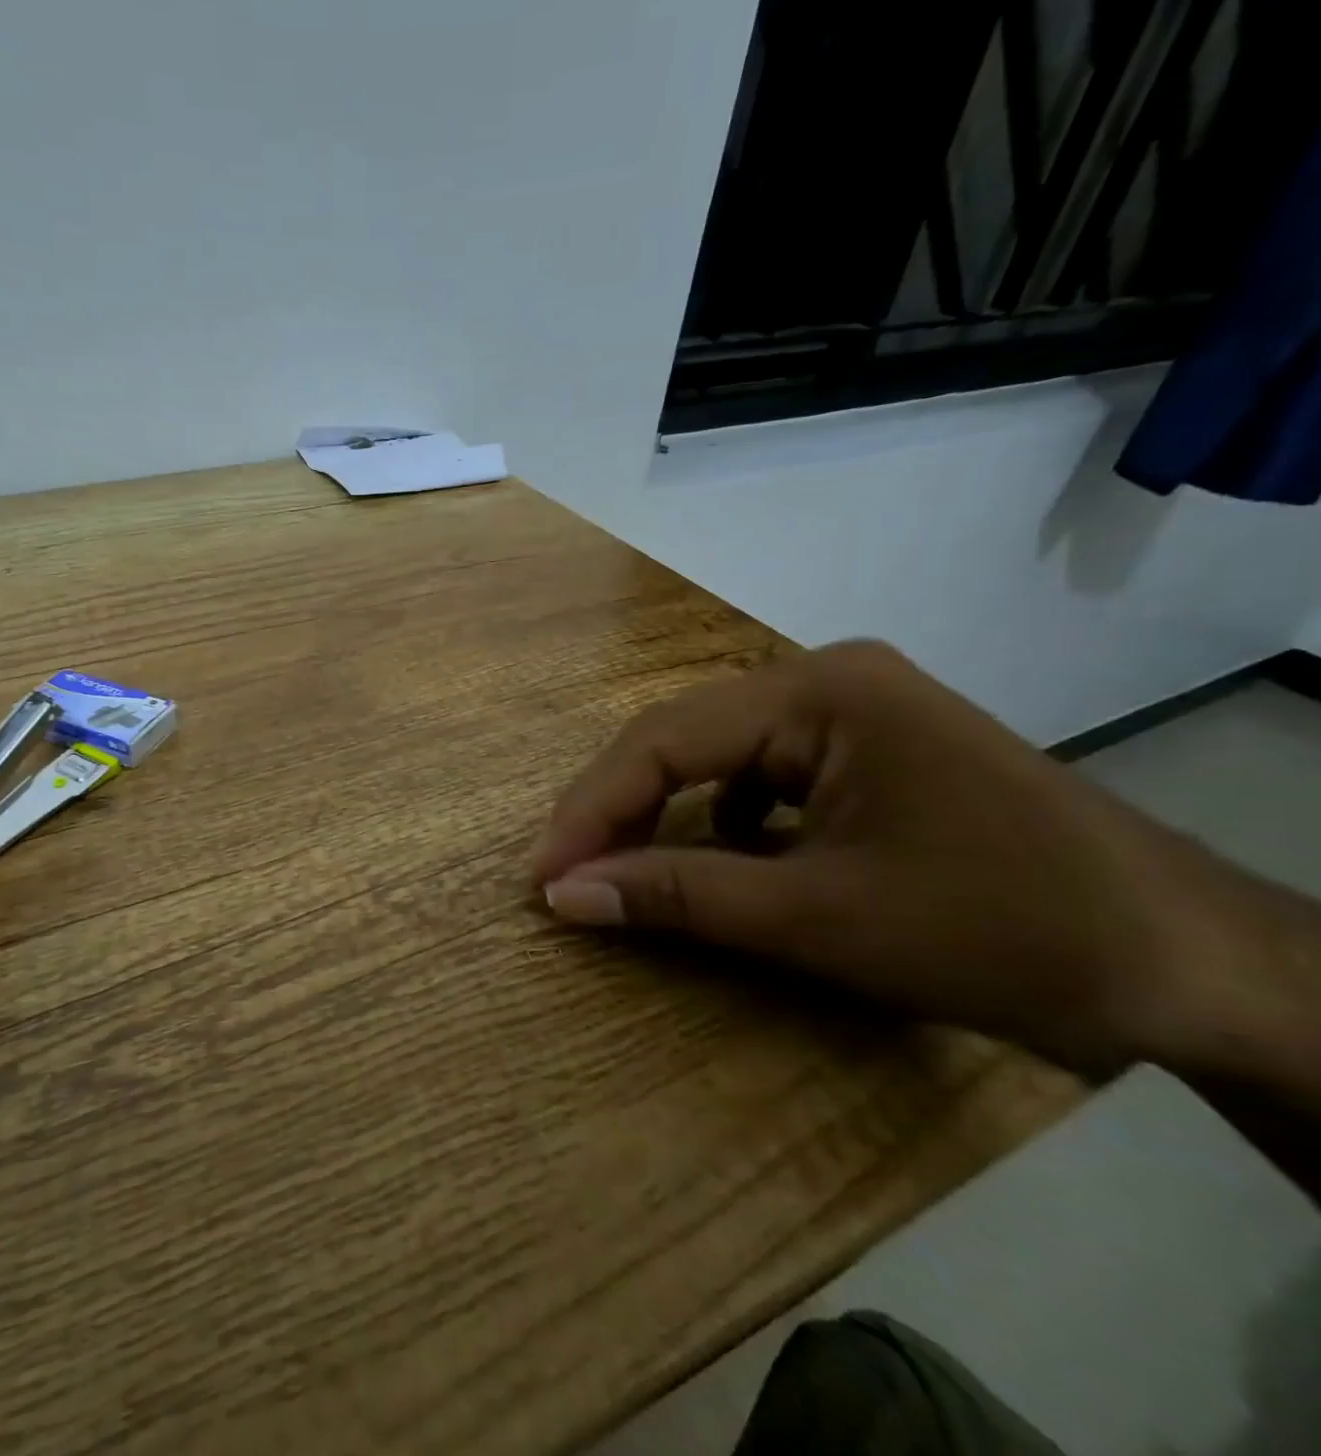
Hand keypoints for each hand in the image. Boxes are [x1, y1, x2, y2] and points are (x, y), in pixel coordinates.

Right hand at [531, 641, 1320, 1080]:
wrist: (1199, 971)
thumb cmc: (1006, 934)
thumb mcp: (821, 920)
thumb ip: (680, 897)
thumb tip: (564, 895)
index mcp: (822, 690)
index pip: (665, 740)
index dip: (591, 810)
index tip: (541, 876)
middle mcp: (828, 680)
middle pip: (683, 740)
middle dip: (619, 810)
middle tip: (566, 875)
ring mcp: (852, 713)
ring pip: (715, 757)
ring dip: (662, 814)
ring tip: (620, 867)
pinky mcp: (868, 753)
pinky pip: (758, 777)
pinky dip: (718, 820)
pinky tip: (720, 860)